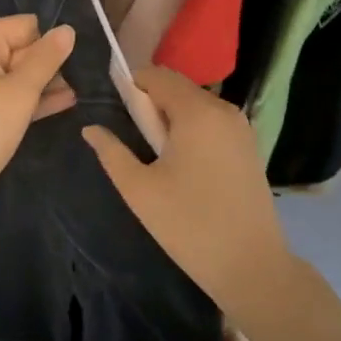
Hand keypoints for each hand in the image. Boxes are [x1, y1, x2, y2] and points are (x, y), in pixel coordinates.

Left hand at [0, 15, 75, 210]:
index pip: (26, 26)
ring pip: (18, 76)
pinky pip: (9, 98)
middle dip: (52, 63)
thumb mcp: (19, 94)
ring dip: (46, 84)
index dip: (52, 40)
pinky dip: (32, 101)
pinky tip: (65, 103)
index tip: (82, 57)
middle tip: (90, 76)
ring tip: (85, 90)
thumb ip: (46, 60)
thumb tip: (68, 29)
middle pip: (22, 49)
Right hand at [83, 66, 295, 318]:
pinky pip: (213, 123)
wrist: (250, 264)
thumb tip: (91, 129)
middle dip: (153, 104)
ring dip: (173, 119)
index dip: (133, 86)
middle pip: (179, 88)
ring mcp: (242, 128)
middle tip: (137, 142)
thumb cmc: (188, 225)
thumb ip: (111, 152)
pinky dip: (194, 131)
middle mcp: (224, 109)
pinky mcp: (250, 147)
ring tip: (159, 158)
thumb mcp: (139, 189)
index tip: (118, 114)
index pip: (158, 75)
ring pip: (197, 105)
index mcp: (197, 112)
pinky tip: (186, 167)